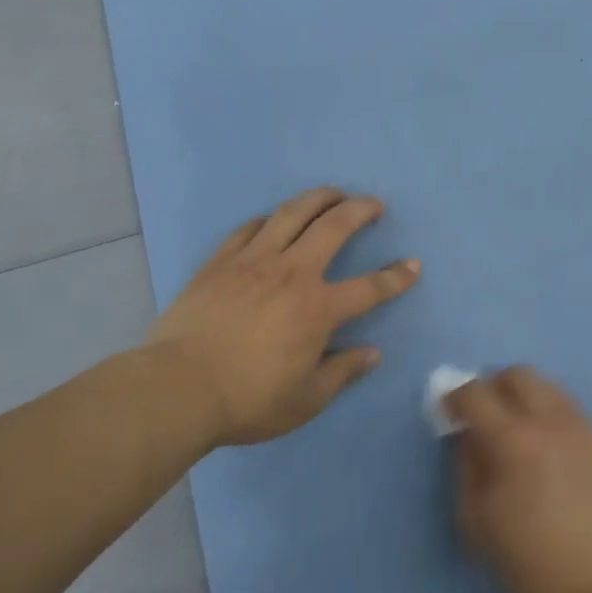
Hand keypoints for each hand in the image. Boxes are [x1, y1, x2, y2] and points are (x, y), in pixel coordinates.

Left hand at [148, 187, 420, 445]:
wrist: (178, 388)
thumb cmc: (248, 399)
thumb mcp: (306, 399)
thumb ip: (342, 372)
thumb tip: (372, 353)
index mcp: (318, 308)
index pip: (370, 288)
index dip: (396, 277)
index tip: (413, 264)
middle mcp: (292, 273)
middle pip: (334, 228)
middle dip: (360, 210)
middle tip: (373, 203)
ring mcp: (253, 261)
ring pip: (291, 215)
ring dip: (318, 199)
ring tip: (332, 193)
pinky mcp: (220, 262)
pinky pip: (249, 229)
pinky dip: (268, 219)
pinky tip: (273, 219)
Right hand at [450, 368, 591, 592]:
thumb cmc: (524, 560)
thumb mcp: (474, 516)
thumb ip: (465, 463)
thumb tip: (467, 432)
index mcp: (514, 440)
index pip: (476, 393)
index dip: (455, 396)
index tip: (448, 412)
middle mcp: (550, 421)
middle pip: (517, 374)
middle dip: (492, 386)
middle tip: (481, 415)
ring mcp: (580, 428)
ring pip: (546, 385)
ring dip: (521, 395)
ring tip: (513, 428)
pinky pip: (566, 406)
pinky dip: (546, 410)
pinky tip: (541, 442)